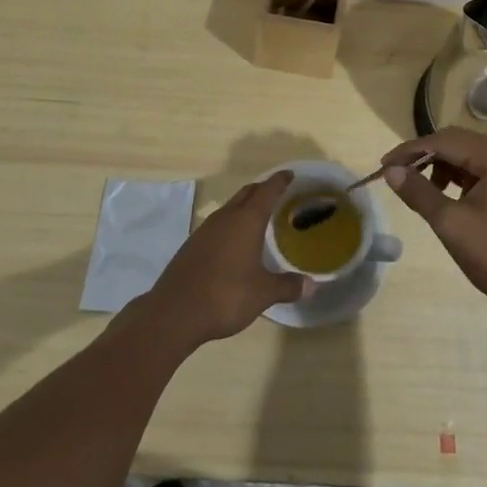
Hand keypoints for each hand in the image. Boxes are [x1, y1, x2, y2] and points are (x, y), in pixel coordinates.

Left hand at [145, 171, 308, 345]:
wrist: (175, 312)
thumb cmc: (226, 295)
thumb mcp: (263, 293)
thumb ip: (288, 286)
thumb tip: (311, 285)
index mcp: (246, 221)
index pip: (267, 191)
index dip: (279, 181)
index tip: (289, 174)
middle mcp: (225, 218)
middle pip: (246, 193)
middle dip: (262, 189)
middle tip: (277, 193)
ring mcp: (205, 230)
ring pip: (230, 208)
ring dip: (244, 207)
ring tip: (257, 217)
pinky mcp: (192, 245)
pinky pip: (217, 224)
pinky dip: (231, 224)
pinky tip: (234, 242)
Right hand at [379, 127, 486, 328]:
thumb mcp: (452, 224)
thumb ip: (419, 192)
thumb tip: (391, 171)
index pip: (444, 140)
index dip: (410, 151)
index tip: (382, 166)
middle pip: (458, 142)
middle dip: (425, 156)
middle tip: (397, 176)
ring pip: (469, 156)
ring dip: (442, 167)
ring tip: (424, 192)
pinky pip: (483, 170)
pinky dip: (461, 178)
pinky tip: (450, 198)